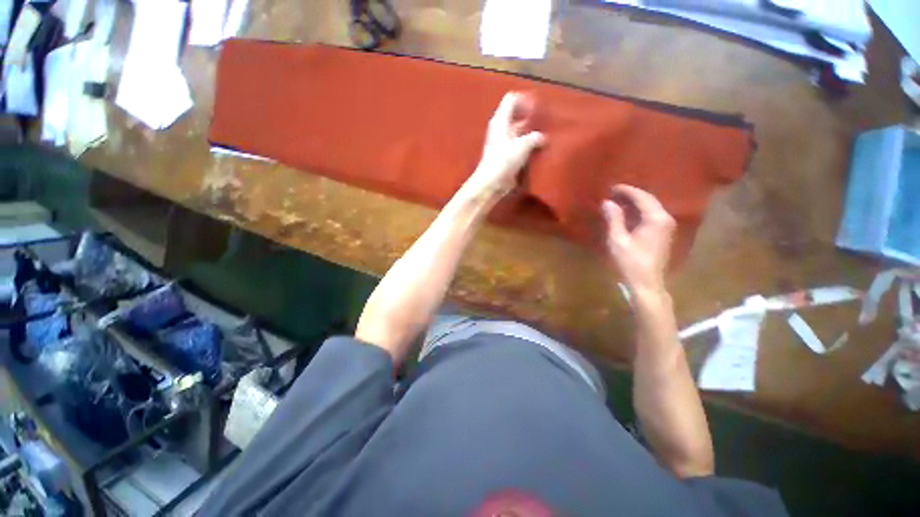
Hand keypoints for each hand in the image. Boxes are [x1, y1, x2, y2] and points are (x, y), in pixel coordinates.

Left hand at [464, 92, 544, 202]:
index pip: (512, 99)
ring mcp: (503, 143)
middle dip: (530, 117)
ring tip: (545, 135)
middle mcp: (501, 129)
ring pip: (519, 131)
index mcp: (501, 120)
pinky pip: (519, 146)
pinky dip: (528, 145)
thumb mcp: (522, 145)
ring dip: (531, 133)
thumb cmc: (504, 161)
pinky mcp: (506, 156)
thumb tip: (542, 138)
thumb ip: (534, 138)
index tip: (538, 109)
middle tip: (545, 121)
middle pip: (516, 115)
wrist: (492, 183)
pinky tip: (539, 149)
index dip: (525, 100)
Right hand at [602, 185, 675, 294]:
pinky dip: (639, 211)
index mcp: (656, 218)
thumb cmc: (630, 262)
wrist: (647, 283)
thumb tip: (607, 202)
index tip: (612, 187)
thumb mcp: (618, 240)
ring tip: (618, 200)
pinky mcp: (663, 233)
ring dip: (635, 202)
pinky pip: (652, 215)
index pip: (642, 197)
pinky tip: (628, 212)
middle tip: (613, 192)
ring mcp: (666, 226)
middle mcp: (665, 219)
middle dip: (631, 194)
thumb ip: (614, 219)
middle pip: (649, 200)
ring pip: (651, 207)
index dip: (626, 190)